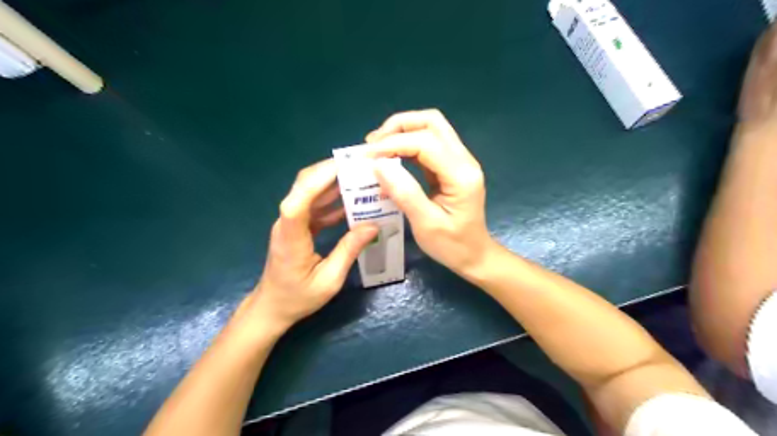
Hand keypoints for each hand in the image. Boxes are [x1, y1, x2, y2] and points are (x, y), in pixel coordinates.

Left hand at [249, 158, 379, 329]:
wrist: (273, 307)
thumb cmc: (298, 298)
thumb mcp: (329, 281)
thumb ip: (349, 251)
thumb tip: (373, 226)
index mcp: (290, 238)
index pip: (298, 201)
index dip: (317, 181)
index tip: (344, 167)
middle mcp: (287, 223)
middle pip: (303, 187)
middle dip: (330, 171)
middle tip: (360, 164)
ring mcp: (292, 223)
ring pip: (310, 192)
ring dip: (334, 182)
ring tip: (361, 175)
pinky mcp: (298, 226)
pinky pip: (316, 206)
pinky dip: (333, 199)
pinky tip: (353, 199)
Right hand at [366, 108, 489, 273]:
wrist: (474, 255)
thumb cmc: (452, 245)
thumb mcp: (426, 224)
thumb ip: (404, 192)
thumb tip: (378, 164)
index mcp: (461, 175)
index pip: (425, 142)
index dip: (393, 143)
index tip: (367, 156)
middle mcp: (464, 160)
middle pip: (431, 122)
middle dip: (398, 127)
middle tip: (372, 145)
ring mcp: (459, 161)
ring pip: (431, 128)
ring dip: (402, 132)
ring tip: (377, 148)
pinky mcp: (451, 166)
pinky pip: (428, 144)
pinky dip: (407, 144)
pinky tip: (390, 157)